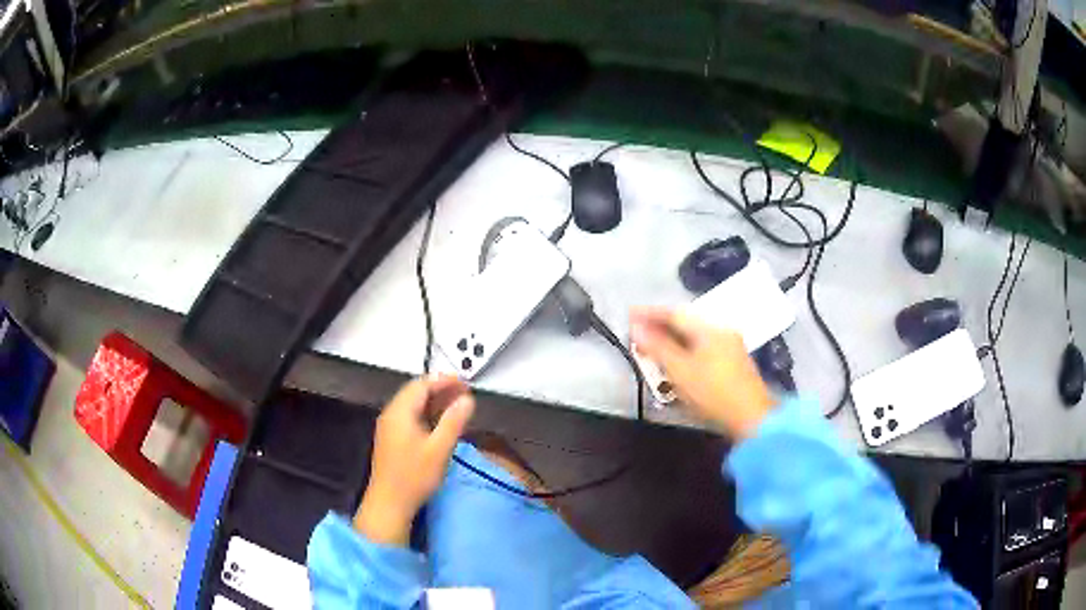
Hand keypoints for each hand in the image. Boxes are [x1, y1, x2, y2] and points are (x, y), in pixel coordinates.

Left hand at [354, 376, 474, 545]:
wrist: (389, 503)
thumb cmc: (414, 476)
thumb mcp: (439, 449)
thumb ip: (454, 421)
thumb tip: (467, 399)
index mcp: (400, 412)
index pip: (422, 385)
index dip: (444, 380)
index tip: (466, 383)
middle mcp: (391, 414)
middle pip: (415, 392)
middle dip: (440, 389)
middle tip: (464, 392)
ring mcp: (389, 427)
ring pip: (413, 405)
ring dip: (434, 402)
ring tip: (457, 405)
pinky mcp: (391, 439)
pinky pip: (410, 416)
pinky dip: (427, 413)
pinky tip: (441, 423)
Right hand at [630, 307, 773, 439]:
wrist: (752, 419)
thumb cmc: (713, 393)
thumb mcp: (680, 370)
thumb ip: (657, 347)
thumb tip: (636, 328)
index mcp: (710, 329)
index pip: (675, 314)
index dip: (650, 314)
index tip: (629, 315)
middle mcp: (722, 332)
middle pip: (686, 325)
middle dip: (660, 329)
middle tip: (638, 335)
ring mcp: (731, 348)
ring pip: (694, 339)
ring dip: (672, 342)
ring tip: (652, 350)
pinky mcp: (734, 364)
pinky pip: (702, 350)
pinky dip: (685, 353)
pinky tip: (675, 364)